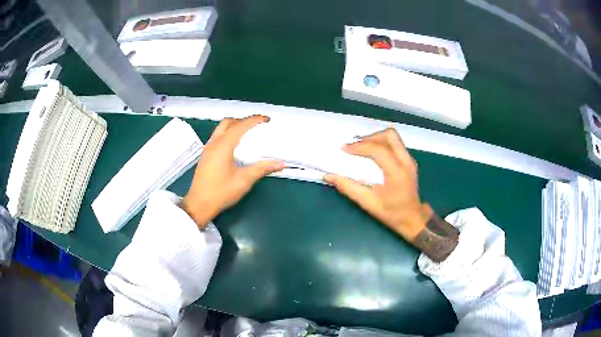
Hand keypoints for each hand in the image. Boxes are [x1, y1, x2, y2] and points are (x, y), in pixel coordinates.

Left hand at [182, 116, 284, 227]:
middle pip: (228, 122)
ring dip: (234, 126)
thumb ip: (262, 168)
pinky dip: (228, 134)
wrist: (199, 204)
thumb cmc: (221, 192)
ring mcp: (208, 149)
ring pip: (221, 129)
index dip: (254, 120)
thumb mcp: (244, 180)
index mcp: (223, 146)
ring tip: (247, 133)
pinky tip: (235, 145)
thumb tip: (280, 163)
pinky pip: (217, 136)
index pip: (240, 126)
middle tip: (256, 126)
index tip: (266, 120)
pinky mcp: (206, 155)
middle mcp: (214, 143)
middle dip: (243, 120)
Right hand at [324, 128, 458, 261]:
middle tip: (355, 146)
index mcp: (397, 172)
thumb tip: (328, 175)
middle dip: (370, 137)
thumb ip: (348, 187)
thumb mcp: (368, 203)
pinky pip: (395, 144)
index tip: (344, 149)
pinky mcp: (409, 161)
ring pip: (393, 137)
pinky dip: (382, 143)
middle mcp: (406, 162)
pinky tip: (372, 153)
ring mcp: (410, 160)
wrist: (413, 219)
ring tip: (362, 148)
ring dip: (376, 138)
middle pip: (389, 135)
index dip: (359, 146)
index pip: (378, 149)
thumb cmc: (392, 214)